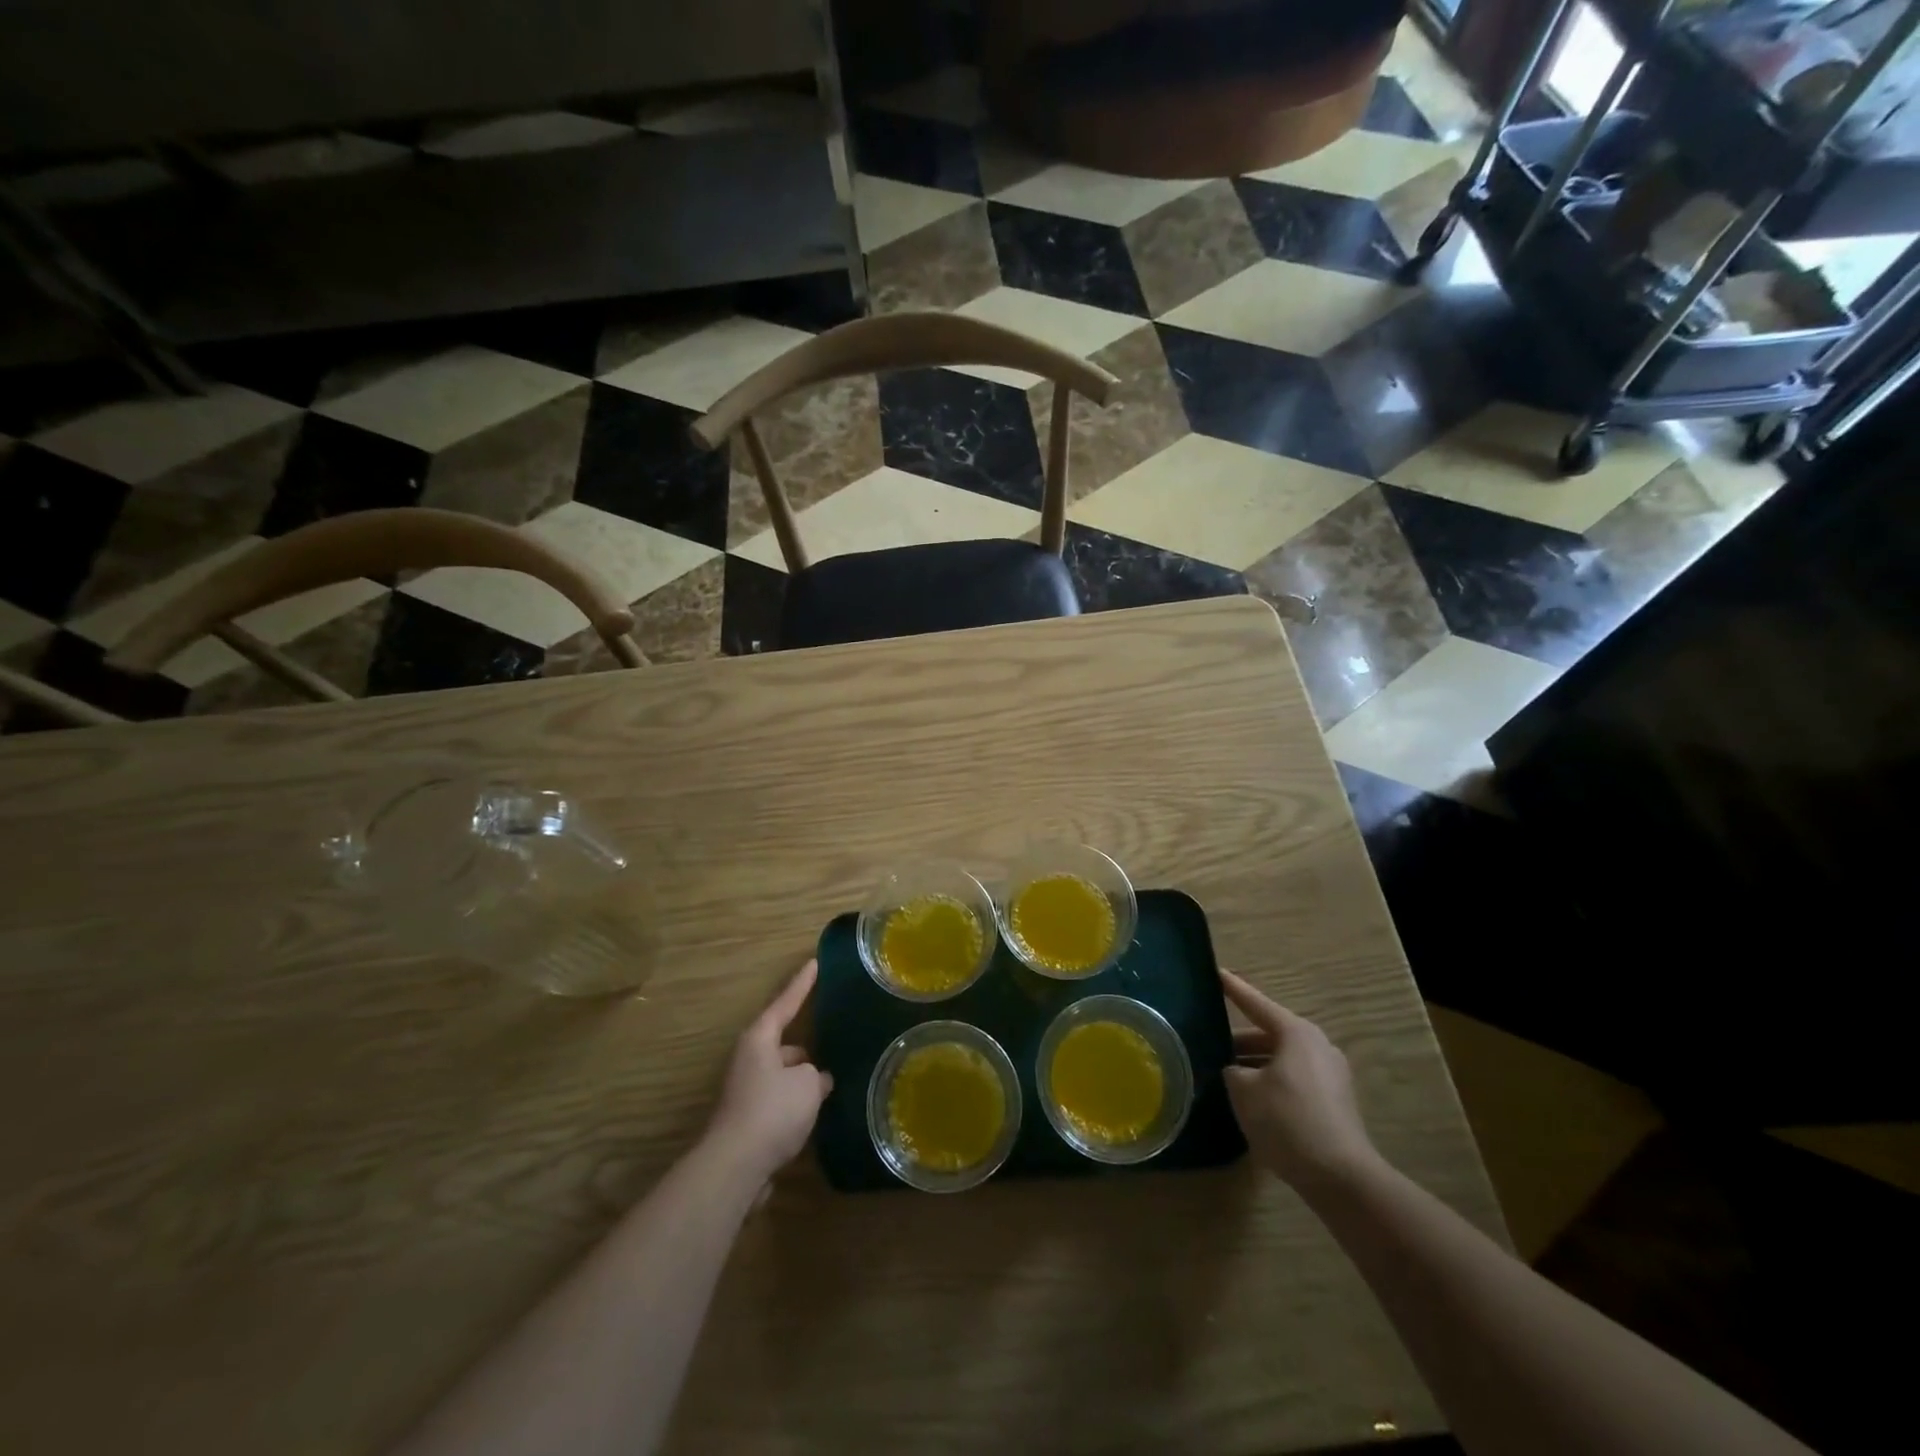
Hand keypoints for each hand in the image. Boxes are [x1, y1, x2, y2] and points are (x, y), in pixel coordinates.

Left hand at [706, 960, 833, 1183]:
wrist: (735, 1168)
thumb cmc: (772, 1111)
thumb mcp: (808, 1083)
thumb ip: (817, 1074)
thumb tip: (817, 1079)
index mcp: (760, 1039)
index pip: (786, 1002)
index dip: (803, 983)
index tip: (815, 962)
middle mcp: (749, 1059)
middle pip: (783, 1042)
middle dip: (807, 1045)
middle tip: (834, 1040)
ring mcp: (746, 1091)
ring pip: (783, 1074)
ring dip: (803, 1078)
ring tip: (833, 1081)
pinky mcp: (748, 1120)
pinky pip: (779, 1100)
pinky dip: (797, 1103)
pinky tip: (817, 1112)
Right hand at [1220, 970, 1380, 1192]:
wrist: (1341, 1178)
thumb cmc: (1287, 1121)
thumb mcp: (1243, 1090)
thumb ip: (1232, 1071)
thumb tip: (1235, 1070)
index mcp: (1296, 1033)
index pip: (1255, 1003)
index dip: (1233, 989)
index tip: (1215, 972)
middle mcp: (1317, 1045)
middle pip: (1269, 1034)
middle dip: (1240, 1041)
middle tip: (1212, 1045)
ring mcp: (1331, 1074)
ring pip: (1282, 1059)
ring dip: (1256, 1065)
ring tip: (1227, 1076)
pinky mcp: (1336, 1102)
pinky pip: (1295, 1080)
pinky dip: (1273, 1083)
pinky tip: (1254, 1101)